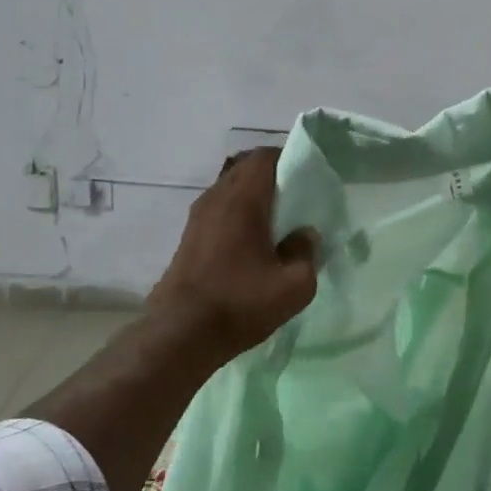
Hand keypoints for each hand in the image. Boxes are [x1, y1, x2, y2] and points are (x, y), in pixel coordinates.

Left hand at [147, 147, 318, 361]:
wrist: (181, 333)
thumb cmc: (240, 303)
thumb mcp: (294, 286)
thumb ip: (306, 253)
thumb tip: (305, 235)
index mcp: (243, 199)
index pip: (265, 157)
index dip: (289, 159)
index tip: (309, 176)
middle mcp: (216, 198)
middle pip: (246, 169)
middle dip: (273, 176)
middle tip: (298, 198)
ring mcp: (198, 217)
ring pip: (231, 189)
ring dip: (254, 196)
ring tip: (277, 220)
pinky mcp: (189, 236)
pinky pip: (220, 209)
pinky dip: (239, 213)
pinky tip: (253, 241)